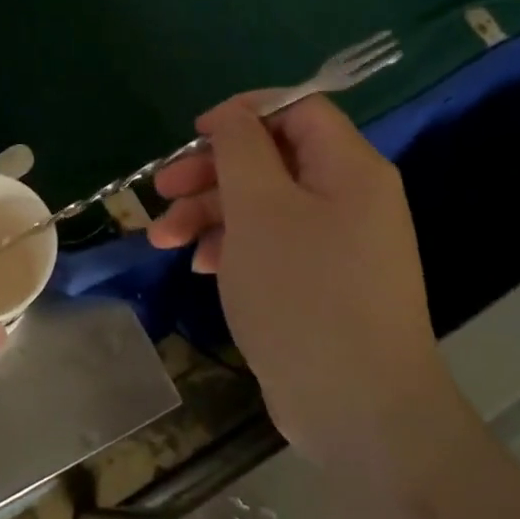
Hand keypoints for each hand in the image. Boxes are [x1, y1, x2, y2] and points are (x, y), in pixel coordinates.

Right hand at [147, 95, 455, 463]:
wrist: (357, 408)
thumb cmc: (303, 293)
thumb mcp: (260, 208)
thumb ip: (241, 148)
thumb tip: (232, 115)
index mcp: (349, 168)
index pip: (297, 110)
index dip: (243, 113)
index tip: (195, 134)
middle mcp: (350, 198)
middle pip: (273, 159)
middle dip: (212, 171)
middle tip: (162, 188)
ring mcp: (337, 244)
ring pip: (265, 205)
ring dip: (211, 213)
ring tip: (163, 238)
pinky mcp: (321, 283)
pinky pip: (273, 244)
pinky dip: (233, 247)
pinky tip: (201, 266)